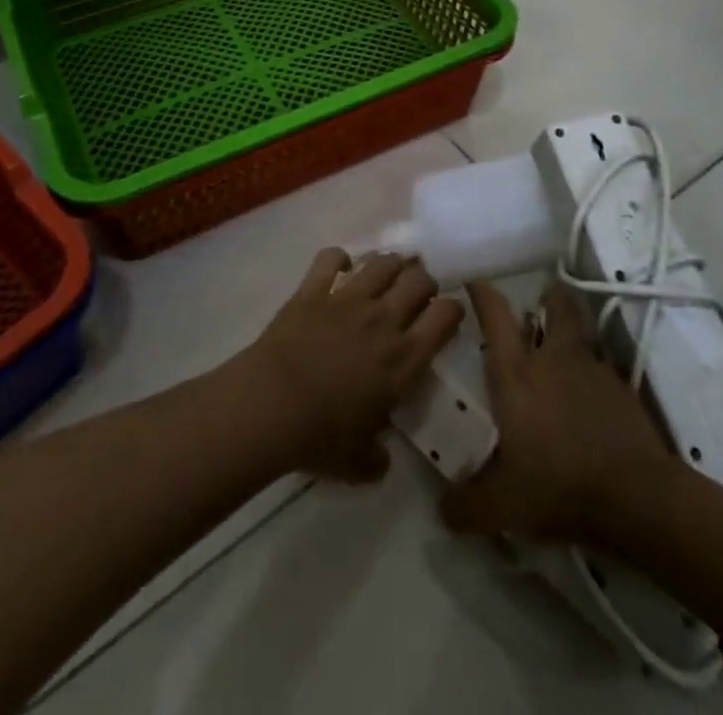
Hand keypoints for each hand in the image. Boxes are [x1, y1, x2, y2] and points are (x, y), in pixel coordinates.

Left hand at [239, 248, 463, 482]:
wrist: (271, 406)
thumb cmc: (321, 437)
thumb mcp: (360, 464)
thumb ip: (378, 458)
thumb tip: (381, 458)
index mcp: (405, 358)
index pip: (446, 315)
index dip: (452, 311)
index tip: (445, 318)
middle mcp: (384, 319)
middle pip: (420, 278)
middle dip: (424, 282)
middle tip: (417, 295)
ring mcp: (348, 298)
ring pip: (382, 262)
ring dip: (390, 264)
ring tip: (387, 274)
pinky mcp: (314, 289)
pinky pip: (331, 258)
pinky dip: (338, 258)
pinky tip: (338, 267)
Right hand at [441, 281, 674, 544]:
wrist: (637, 496)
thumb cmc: (560, 485)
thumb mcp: (504, 506)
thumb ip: (468, 505)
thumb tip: (441, 509)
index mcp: (517, 374)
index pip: (495, 316)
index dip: (483, 293)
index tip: (474, 282)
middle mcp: (553, 359)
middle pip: (555, 305)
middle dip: (549, 295)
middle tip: (541, 297)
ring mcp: (592, 369)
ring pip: (582, 330)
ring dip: (573, 327)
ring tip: (564, 341)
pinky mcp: (622, 389)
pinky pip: (601, 366)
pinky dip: (592, 371)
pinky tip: (589, 395)